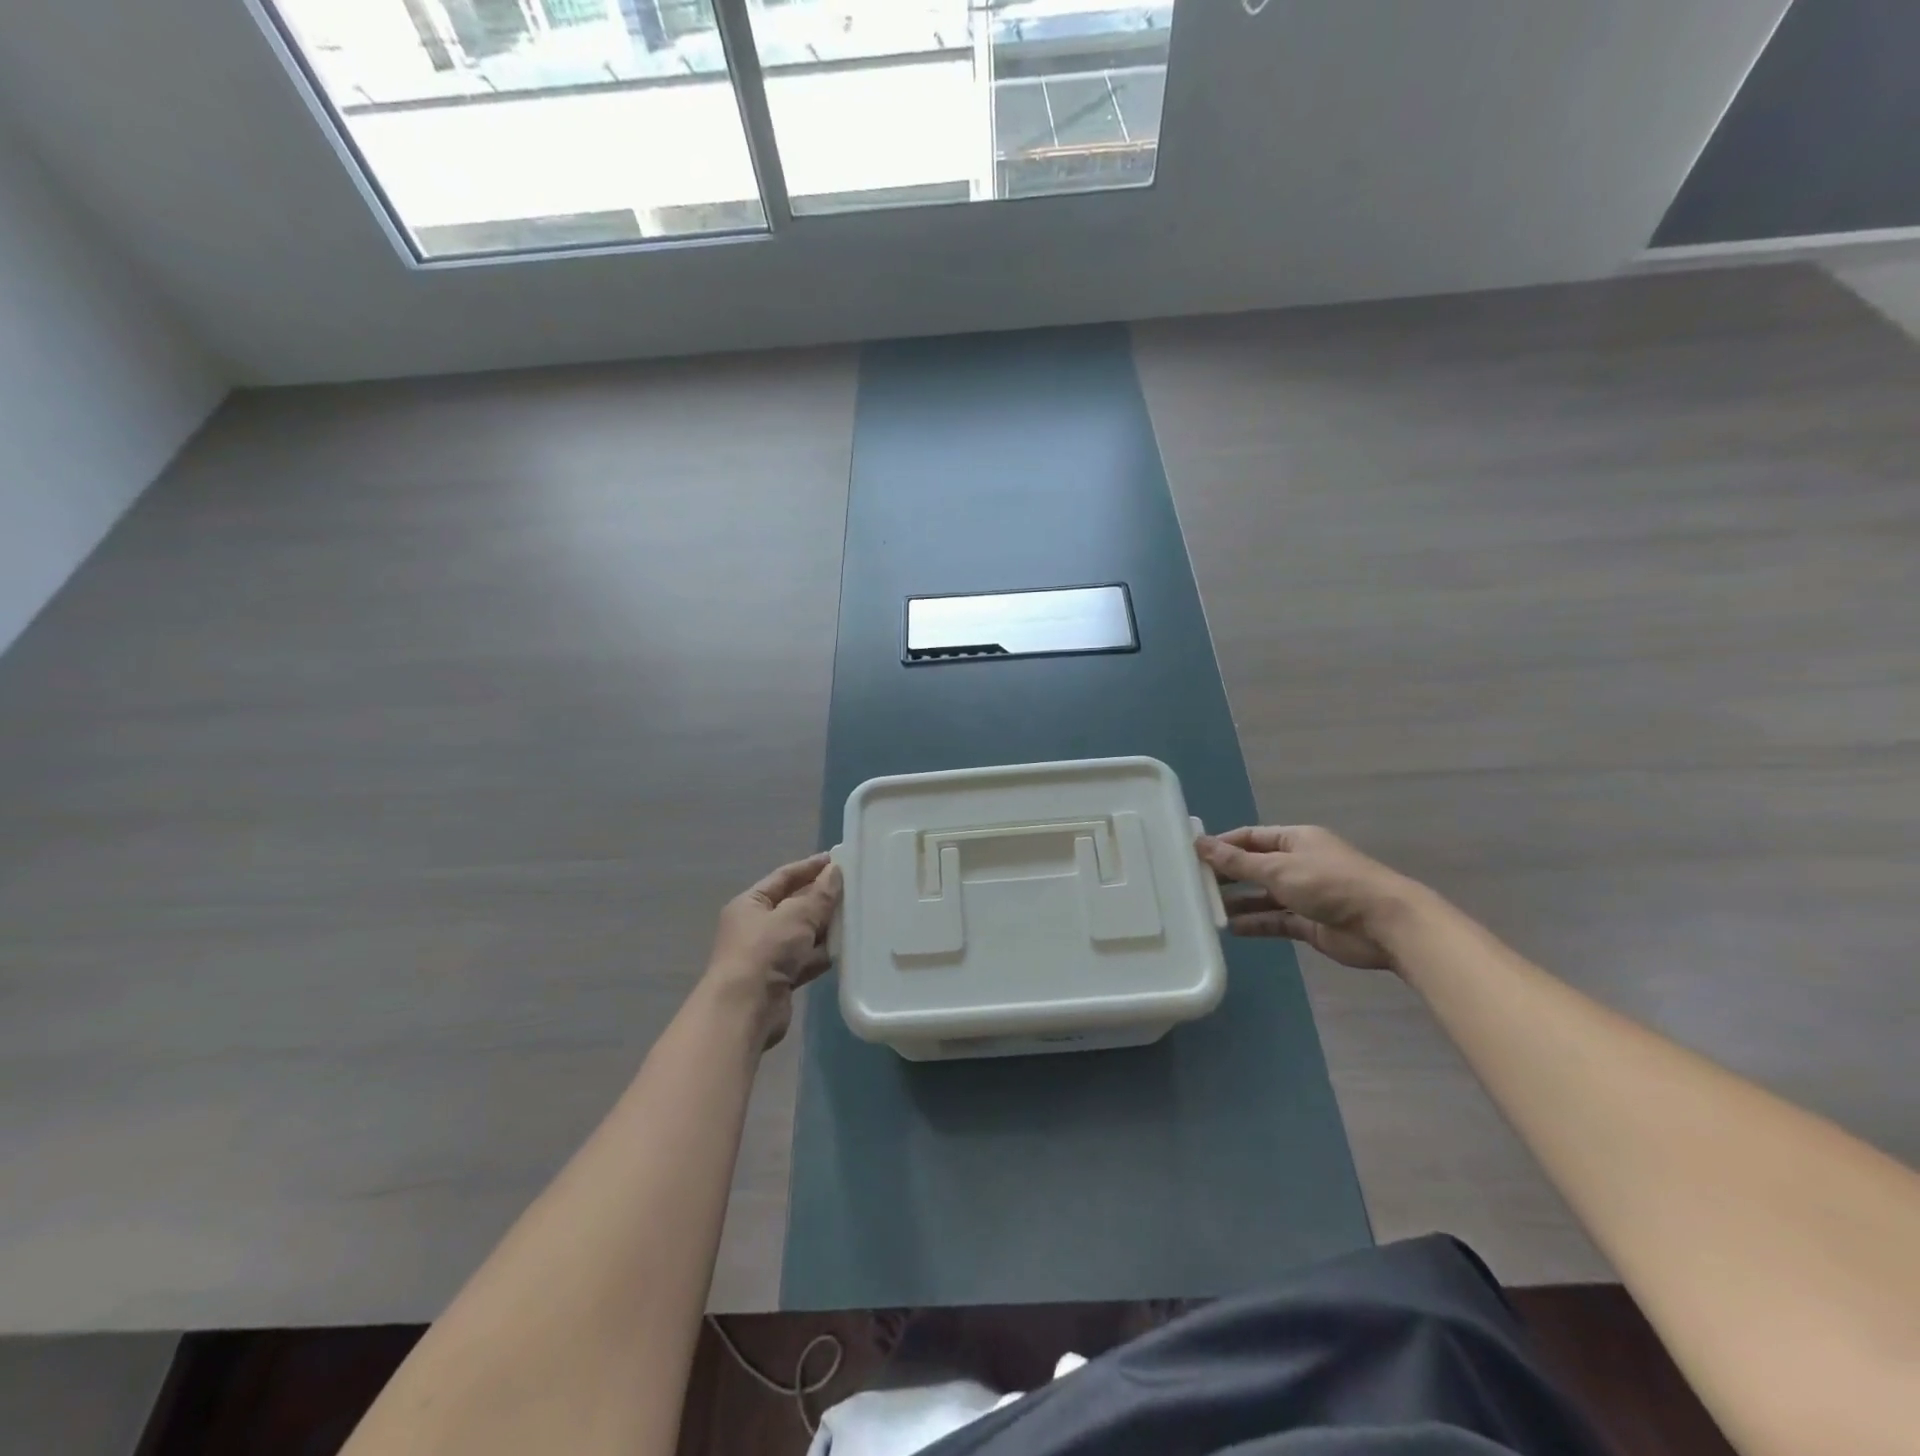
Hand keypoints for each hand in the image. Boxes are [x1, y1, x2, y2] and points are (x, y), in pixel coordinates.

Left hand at [705, 853, 842, 1046]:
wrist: (745, 1010)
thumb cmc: (765, 951)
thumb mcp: (796, 915)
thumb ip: (819, 895)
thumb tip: (835, 872)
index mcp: (750, 904)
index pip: (783, 877)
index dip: (809, 867)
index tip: (836, 860)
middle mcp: (756, 926)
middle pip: (794, 905)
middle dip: (821, 898)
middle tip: (854, 887)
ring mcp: (768, 954)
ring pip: (803, 933)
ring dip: (825, 927)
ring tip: (857, 914)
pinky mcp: (780, 979)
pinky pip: (806, 958)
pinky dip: (823, 953)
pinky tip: (846, 947)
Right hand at [1194, 826, 1421, 972]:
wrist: (1385, 924)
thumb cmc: (1329, 884)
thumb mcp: (1278, 868)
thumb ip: (1237, 861)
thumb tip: (1200, 844)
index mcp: (1295, 840)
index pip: (1251, 837)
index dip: (1223, 845)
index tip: (1192, 855)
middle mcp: (1299, 863)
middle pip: (1255, 867)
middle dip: (1227, 876)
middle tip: (1193, 886)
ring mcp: (1305, 894)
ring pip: (1263, 896)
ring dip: (1238, 903)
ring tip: (1206, 911)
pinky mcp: (1310, 924)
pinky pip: (1275, 920)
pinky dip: (1255, 924)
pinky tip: (1231, 930)